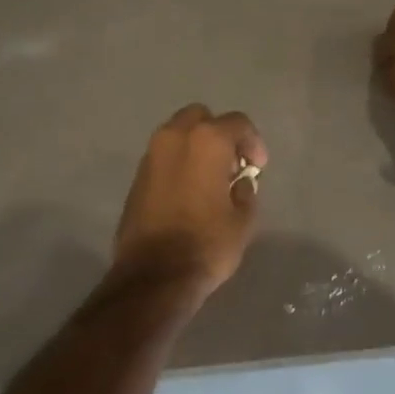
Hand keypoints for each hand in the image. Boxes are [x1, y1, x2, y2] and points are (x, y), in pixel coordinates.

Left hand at [114, 105, 267, 294]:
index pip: (237, 123)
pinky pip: (163, 156)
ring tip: (210, 179)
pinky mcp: (137, 177)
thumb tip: (238, 182)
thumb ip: (245, 191)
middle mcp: (175, 137)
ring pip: (178, 134)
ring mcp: (151, 155)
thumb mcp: (243, 220)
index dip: (253, 142)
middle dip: (219, 134)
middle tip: (231, 164)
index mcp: (206, 141)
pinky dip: (178, 163)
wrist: (154, 275)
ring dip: (196, 147)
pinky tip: (189, 191)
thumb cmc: (207, 244)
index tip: (257, 167)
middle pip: (201, 117)